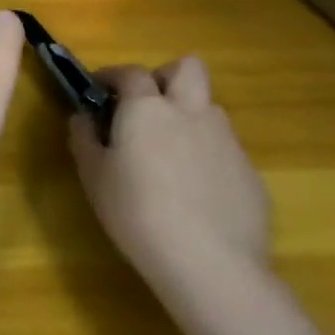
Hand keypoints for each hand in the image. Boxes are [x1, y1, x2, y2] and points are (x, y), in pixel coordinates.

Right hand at [67, 56, 271, 289]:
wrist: (210, 265)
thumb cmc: (137, 213)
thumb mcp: (93, 176)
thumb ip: (84, 138)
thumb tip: (83, 117)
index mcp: (147, 108)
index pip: (131, 72)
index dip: (112, 76)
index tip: (99, 90)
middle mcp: (190, 113)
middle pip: (188, 68)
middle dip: (166, 77)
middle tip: (148, 105)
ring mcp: (227, 142)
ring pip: (209, 109)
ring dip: (189, 117)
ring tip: (171, 153)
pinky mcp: (251, 174)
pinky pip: (226, 150)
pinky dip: (208, 157)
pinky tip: (196, 193)